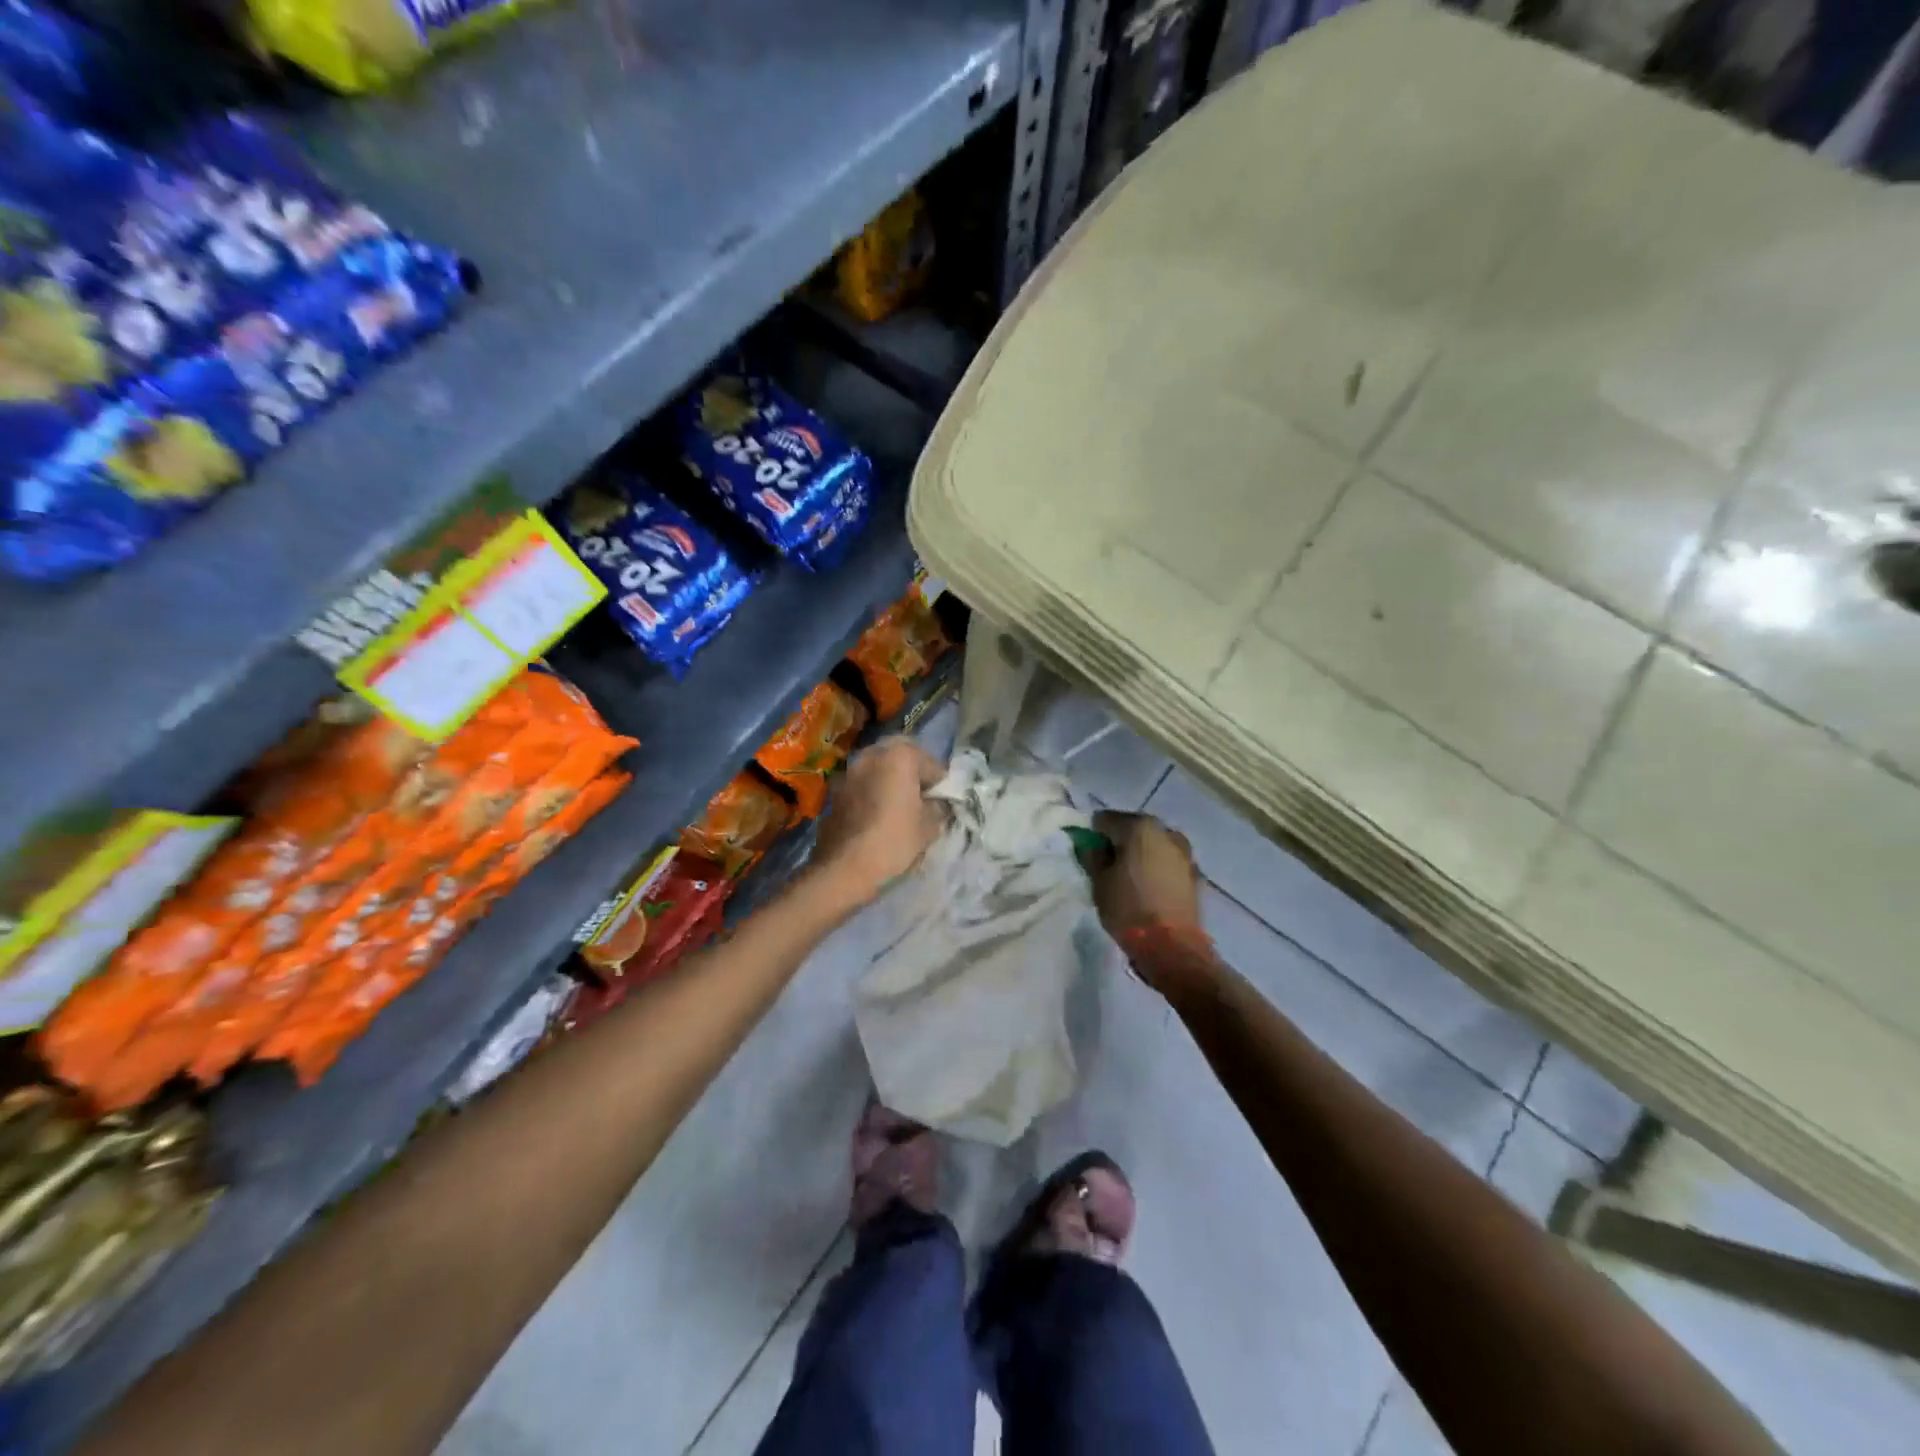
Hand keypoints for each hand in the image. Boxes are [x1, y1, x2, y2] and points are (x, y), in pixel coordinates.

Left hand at [812, 737, 945, 905]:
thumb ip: (938, 808)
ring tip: (899, 805)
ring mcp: (849, 770)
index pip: (932, 764)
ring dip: (890, 780)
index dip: (941, 783)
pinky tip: (877, 813)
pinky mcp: (835, 790)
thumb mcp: (929, 827)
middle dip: (914, 773)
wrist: (844, 867)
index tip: (945, 801)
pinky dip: (872, 791)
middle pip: (901, 758)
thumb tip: (937, 804)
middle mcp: (872, 754)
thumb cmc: (893, 841)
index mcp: (900, 756)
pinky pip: (862, 784)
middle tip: (922, 797)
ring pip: (878, 768)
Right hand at [1090, 812, 1212, 997]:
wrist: (1173, 947)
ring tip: (1130, 879)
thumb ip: (1092, 855)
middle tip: (1108, 867)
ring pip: (1152, 844)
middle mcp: (1165, 831)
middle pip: (1132, 828)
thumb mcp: (1099, 882)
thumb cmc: (1128, 909)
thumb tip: (1090, 844)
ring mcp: (1183, 851)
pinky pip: (1167, 861)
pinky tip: (1149, 888)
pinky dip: (1156, 867)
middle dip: (1119, 843)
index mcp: (1139, 827)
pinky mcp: (1194, 872)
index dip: (1093, 835)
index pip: (1105, 819)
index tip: (1089, 855)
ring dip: (1140, 854)